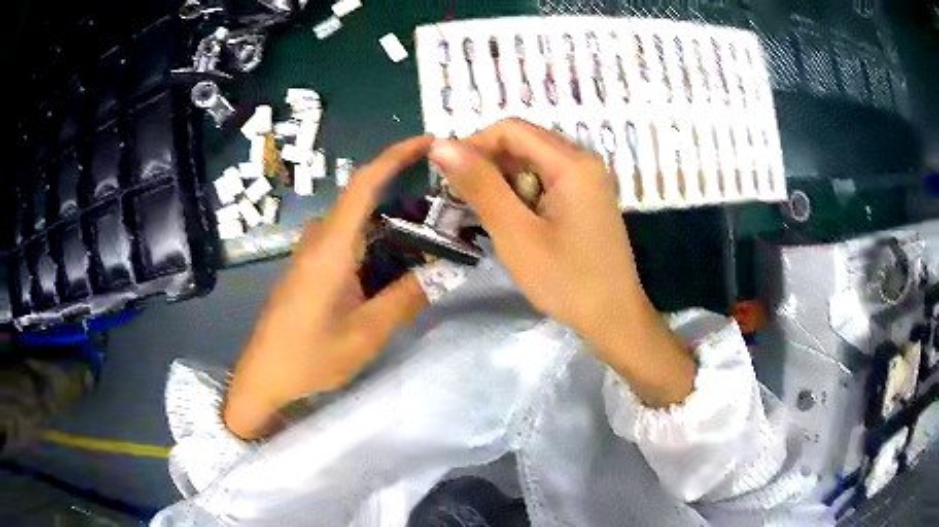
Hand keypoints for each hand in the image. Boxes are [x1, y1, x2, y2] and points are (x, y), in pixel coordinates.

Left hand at [224, 136, 433, 439]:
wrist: (263, 376)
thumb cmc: (309, 357)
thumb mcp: (365, 335)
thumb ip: (403, 300)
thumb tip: (438, 271)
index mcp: (331, 249)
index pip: (363, 184)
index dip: (395, 155)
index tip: (428, 142)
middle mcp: (318, 240)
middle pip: (362, 197)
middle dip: (402, 188)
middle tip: (443, 199)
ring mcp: (309, 252)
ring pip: (355, 219)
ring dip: (389, 216)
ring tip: (427, 230)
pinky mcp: (307, 266)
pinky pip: (345, 237)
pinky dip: (374, 237)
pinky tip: (393, 260)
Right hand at [428, 119, 694, 406]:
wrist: (614, 318)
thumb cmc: (566, 281)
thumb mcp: (516, 234)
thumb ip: (480, 185)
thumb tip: (440, 145)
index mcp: (572, 162)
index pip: (510, 129)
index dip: (473, 146)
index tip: (451, 179)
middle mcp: (583, 159)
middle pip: (523, 142)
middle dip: (488, 166)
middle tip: (467, 203)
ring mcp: (588, 178)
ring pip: (532, 161)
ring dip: (504, 182)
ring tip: (491, 217)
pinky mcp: (586, 196)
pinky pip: (546, 179)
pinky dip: (523, 193)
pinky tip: (516, 222)